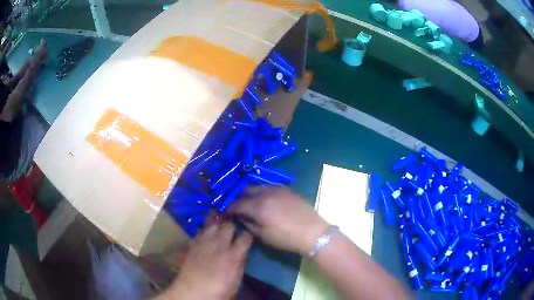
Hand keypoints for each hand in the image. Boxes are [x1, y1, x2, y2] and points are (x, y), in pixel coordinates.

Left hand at [159, 223, 252, 299]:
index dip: (248, 236)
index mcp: (232, 256)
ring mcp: (204, 242)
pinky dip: (206, 230)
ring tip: (220, 231)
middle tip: (233, 234)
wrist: (192, 291)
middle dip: (233, 228)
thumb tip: (243, 253)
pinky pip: (201, 230)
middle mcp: (219, 245)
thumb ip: (241, 265)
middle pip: (229, 226)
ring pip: (213, 224)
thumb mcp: (236, 282)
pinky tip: (207, 236)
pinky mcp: (193, 243)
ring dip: (218, 226)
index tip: (247, 239)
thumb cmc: (218, 291)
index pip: (245, 236)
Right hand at [230, 186, 328, 255]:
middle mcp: (265, 193)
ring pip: (256, 186)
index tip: (225, 213)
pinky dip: (261, 191)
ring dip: (249, 193)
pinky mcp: (286, 189)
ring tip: (249, 203)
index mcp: (258, 207)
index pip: (236, 204)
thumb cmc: (286, 238)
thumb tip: (240, 217)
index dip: (228, 209)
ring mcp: (277, 188)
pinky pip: (268, 186)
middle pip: (245, 191)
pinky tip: (263, 199)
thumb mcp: (264, 235)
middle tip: (237, 208)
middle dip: (238, 199)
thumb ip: (248, 224)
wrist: (313, 232)